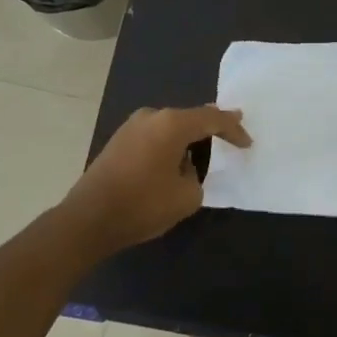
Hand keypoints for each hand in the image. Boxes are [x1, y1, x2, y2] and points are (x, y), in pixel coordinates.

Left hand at [62, 105, 248, 252]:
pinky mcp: (118, 141)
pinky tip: (176, 159)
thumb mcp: (186, 196)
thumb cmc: (143, 205)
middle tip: (231, 134)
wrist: (88, 219)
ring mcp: (131, 127)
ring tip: (205, 149)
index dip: (233, 129)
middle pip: (189, 117)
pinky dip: (169, 144)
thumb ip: (196, 175)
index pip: (212, 119)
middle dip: (210, 127)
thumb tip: (182, 168)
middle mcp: (151, 117)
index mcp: (171, 124)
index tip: (247, 143)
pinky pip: (154, 136)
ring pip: (169, 126)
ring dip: (187, 137)